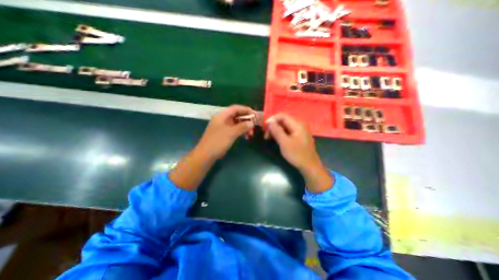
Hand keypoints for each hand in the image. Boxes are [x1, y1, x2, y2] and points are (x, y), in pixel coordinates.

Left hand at [197, 104, 254, 161]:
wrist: (206, 155)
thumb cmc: (218, 141)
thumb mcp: (231, 133)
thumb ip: (242, 126)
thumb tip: (252, 123)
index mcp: (222, 115)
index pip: (235, 108)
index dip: (246, 110)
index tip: (254, 114)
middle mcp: (222, 119)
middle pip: (237, 116)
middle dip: (246, 120)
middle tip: (254, 125)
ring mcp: (223, 127)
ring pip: (236, 123)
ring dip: (244, 127)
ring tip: (251, 133)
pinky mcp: (224, 134)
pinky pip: (234, 130)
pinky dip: (240, 132)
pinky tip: (246, 136)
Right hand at [262, 113, 332, 192]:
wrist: (310, 166)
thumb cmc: (297, 154)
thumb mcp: (284, 142)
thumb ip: (276, 130)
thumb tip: (269, 121)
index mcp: (297, 124)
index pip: (282, 116)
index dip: (272, 120)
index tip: (264, 128)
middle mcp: (299, 125)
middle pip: (283, 121)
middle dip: (273, 127)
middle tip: (266, 136)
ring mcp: (300, 131)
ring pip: (285, 127)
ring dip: (276, 131)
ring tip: (268, 138)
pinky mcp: (299, 137)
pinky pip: (288, 132)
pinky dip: (281, 135)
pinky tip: (276, 140)